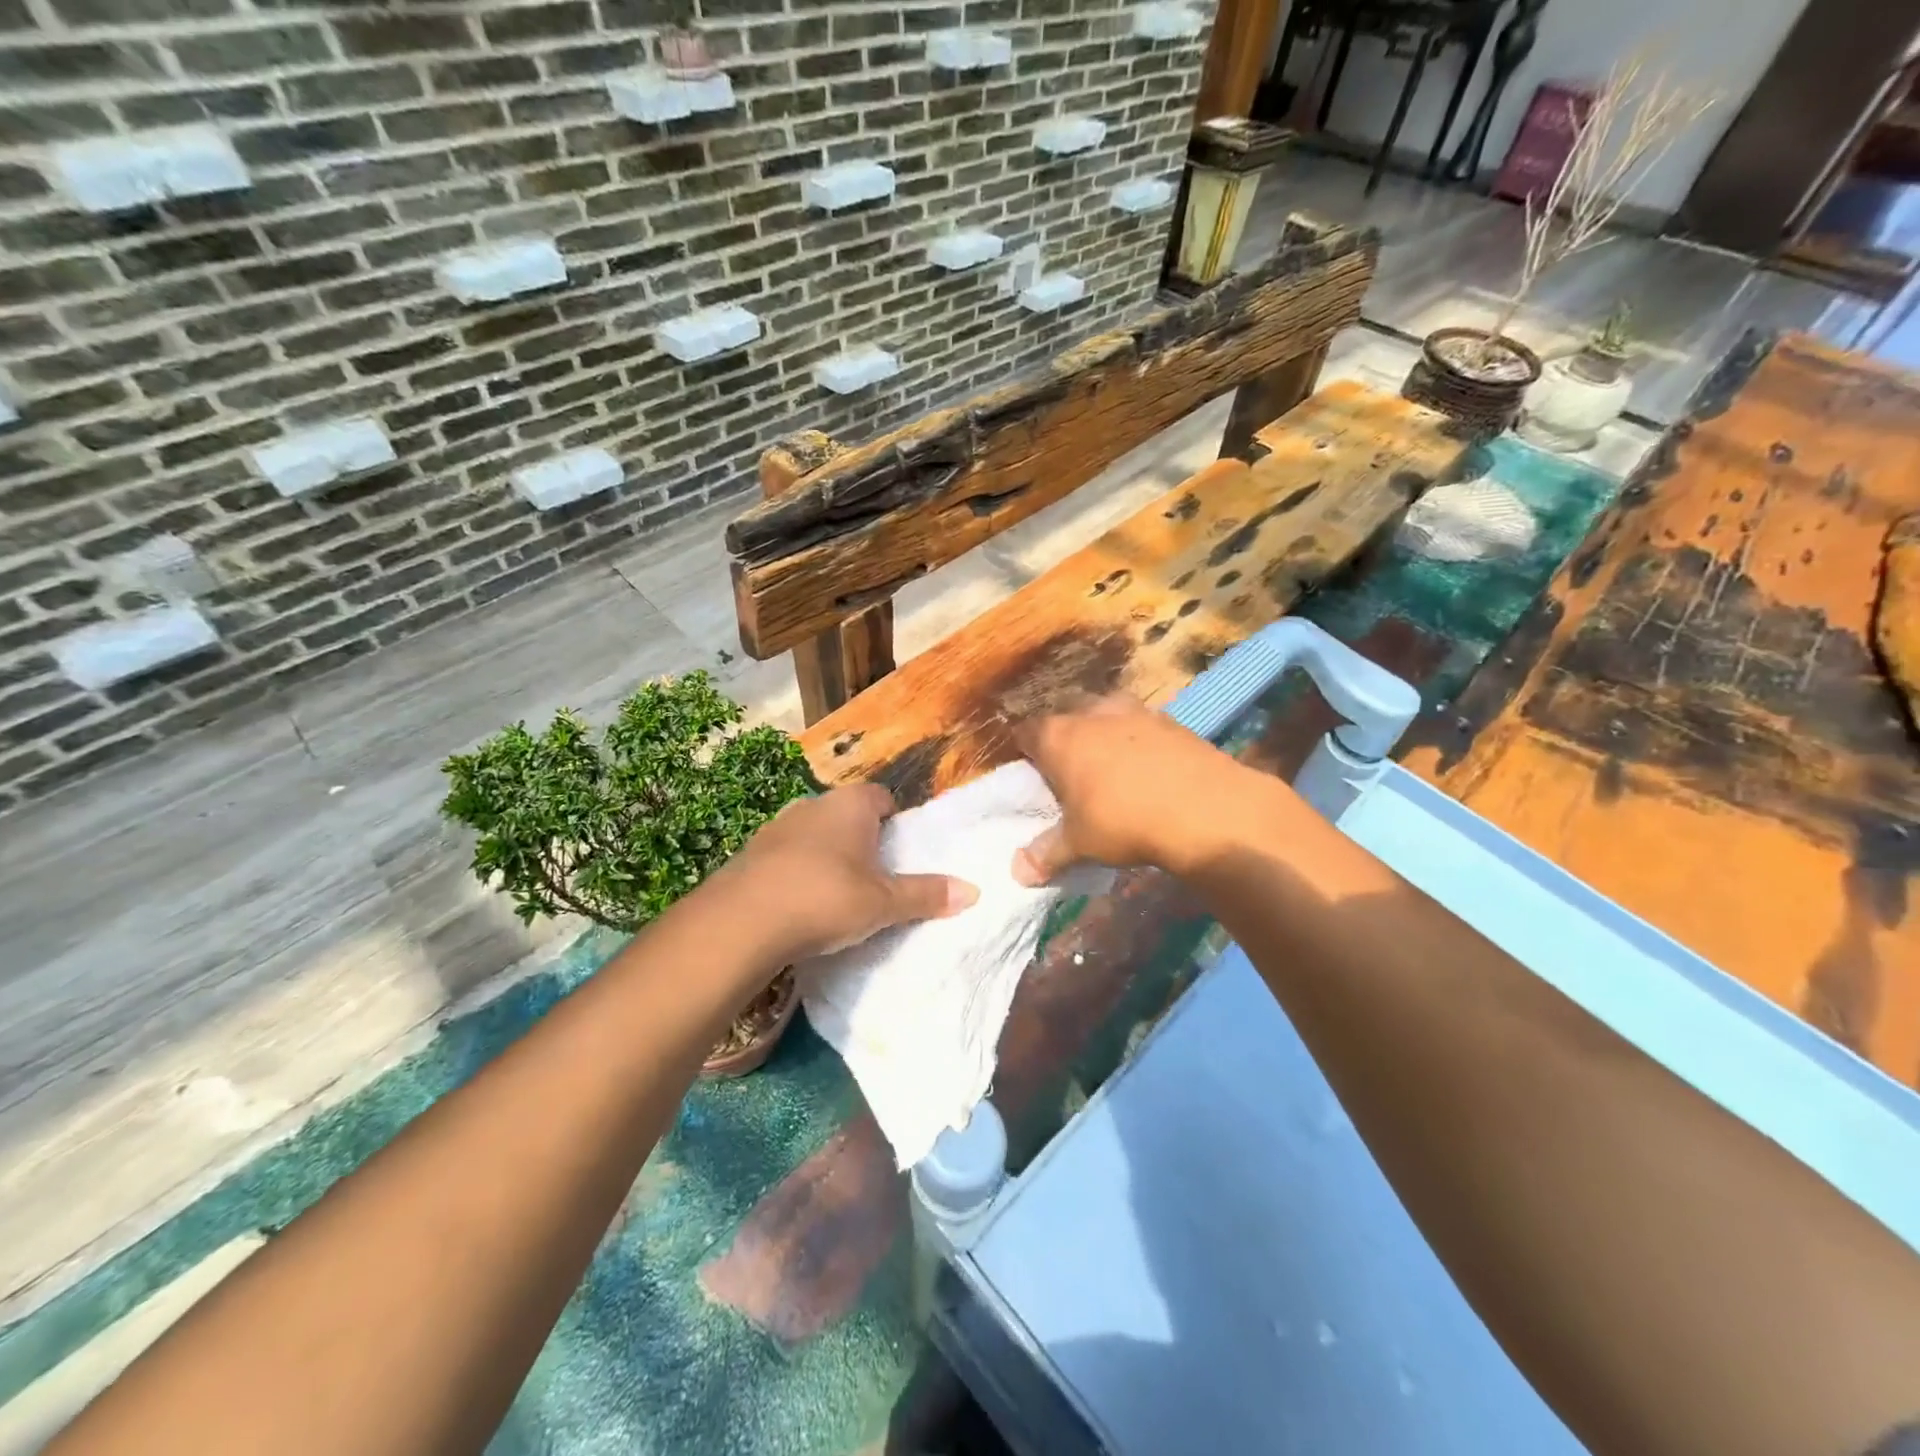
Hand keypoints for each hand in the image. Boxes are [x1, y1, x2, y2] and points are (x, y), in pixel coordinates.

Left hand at [722, 783, 978, 960]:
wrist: (741, 921)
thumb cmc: (826, 898)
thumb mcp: (883, 903)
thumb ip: (926, 895)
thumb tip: (974, 891)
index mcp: (851, 805)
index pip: (882, 796)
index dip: (896, 819)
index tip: (901, 848)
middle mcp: (813, 805)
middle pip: (848, 814)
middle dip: (862, 839)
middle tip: (876, 874)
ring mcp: (777, 826)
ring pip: (815, 834)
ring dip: (827, 855)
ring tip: (838, 893)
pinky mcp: (751, 853)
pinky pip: (786, 856)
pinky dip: (798, 871)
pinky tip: (800, 903)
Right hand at [1012, 695, 1297, 885]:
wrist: (1206, 808)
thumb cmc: (1124, 821)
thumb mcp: (1080, 844)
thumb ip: (1047, 854)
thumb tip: (1018, 872)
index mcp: (1059, 736)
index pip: (1026, 733)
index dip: (1025, 752)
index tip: (1031, 773)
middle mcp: (1092, 713)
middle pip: (1066, 715)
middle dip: (1065, 736)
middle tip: (1070, 769)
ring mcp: (1133, 710)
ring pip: (1105, 713)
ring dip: (1103, 732)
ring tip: (1110, 765)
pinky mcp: (1170, 719)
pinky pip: (1141, 724)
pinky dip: (1138, 740)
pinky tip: (1148, 767)